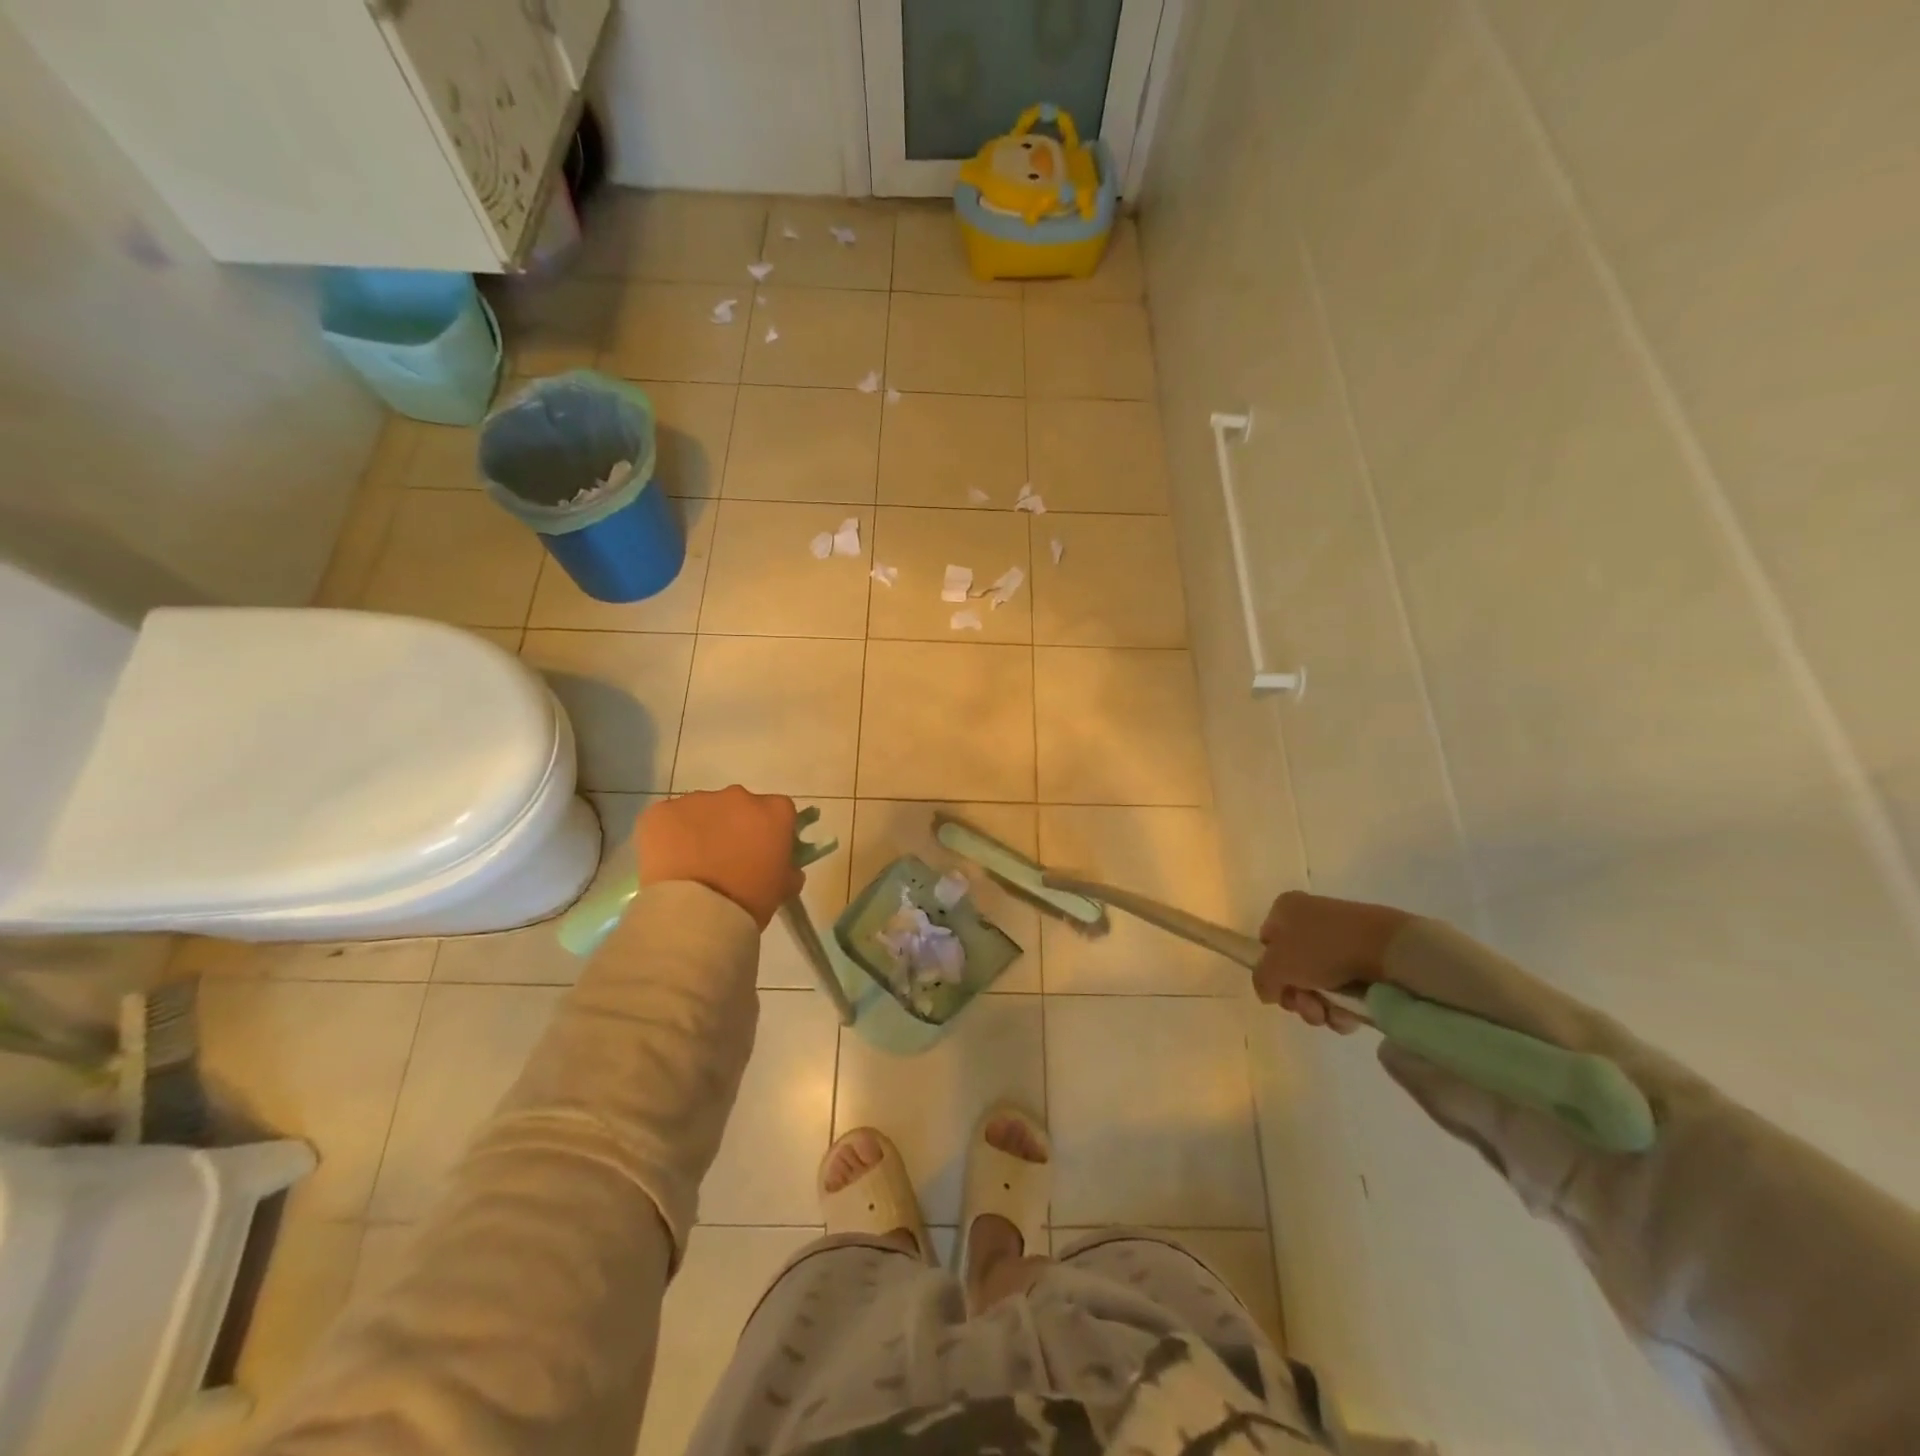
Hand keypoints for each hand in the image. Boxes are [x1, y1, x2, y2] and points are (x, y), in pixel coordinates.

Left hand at [637, 787, 803, 929]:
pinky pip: (668, 819)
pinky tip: (668, 863)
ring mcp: (697, 800)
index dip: (770, 831)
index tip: (763, 852)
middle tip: (725, 860)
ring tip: (692, 865)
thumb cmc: (748, 902)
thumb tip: (786, 866)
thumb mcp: (783, 888)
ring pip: (702, 811)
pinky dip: (668, 835)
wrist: (695, 914)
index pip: (778, 812)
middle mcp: (738, 796)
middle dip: (734, 826)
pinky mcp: (661, 812)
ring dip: (700, 830)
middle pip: (739, 806)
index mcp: (774, 811)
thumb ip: (789, 869)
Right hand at [1254, 890, 1412, 1031]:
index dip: (1269, 970)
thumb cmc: (1322, 948)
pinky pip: (1345, 988)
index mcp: (1286, 909)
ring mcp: (1341, 940)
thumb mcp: (1276, 966)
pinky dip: (1344, 1007)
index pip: (1266, 943)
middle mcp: (1311, 920)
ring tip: (1332, 1014)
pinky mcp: (1366, 958)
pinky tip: (1350, 1015)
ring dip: (1320, 1007)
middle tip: (1309, 1006)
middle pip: (1292, 969)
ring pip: (1319, 984)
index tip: (1280, 990)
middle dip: (1298, 996)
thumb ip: (1261, 980)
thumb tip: (1269, 991)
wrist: (1388, 949)